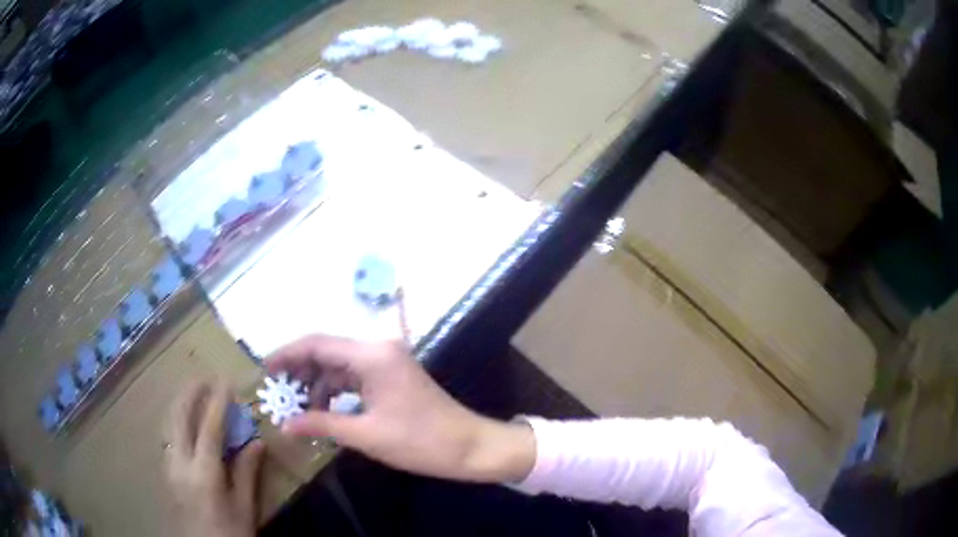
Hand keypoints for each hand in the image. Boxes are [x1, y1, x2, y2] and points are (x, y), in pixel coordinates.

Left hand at [165, 381, 264, 536]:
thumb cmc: (230, 532)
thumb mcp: (245, 508)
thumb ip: (247, 472)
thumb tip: (257, 442)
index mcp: (204, 472)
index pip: (209, 427)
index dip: (218, 402)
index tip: (226, 382)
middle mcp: (180, 462)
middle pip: (180, 417)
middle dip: (190, 393)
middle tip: (204, 378)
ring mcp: (169, 465)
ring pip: (169, 423)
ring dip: (180, 403)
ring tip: (193, 392)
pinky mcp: (166, 470)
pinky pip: (168, 435)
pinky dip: (176, 419)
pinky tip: (185, 421)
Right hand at [265, 335, 534, 482]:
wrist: (470, 447)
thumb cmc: (420, 442)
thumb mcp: (366, 435)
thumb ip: (322, 425)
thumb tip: (285, 425)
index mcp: (371, 356)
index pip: (317, 344)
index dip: (287, 354)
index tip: (265, 370)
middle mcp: (378, 350)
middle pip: (327, 352)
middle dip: (300, 372)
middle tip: (277, 393)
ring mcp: (387, 362)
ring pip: (339, 366)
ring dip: (317, 385)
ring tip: (297, 409)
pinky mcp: (392, 377)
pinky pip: (354, 378)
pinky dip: (336, 392)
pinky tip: (323, 411)